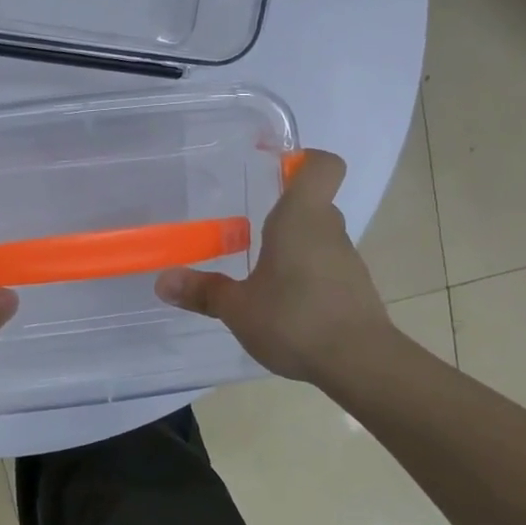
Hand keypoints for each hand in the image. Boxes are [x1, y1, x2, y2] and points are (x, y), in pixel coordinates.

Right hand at [155, 150, 391, 387]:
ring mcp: (347, 261)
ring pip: (318, 238)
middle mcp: (329, 231)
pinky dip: (305, 275)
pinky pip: (325, 267)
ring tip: (257, 269)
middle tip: (245, 224)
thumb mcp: (237, 307)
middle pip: (313, 203)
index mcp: (301, 218)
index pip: (321, 166)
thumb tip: (163, 280)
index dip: (302, 159)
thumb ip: (202, 290)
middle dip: (282, 211)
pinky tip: (282, 302)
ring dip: (292, 246)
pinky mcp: (354, 290)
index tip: (274, 168)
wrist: (362, 365)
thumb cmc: (295, 319)